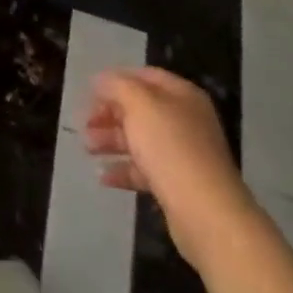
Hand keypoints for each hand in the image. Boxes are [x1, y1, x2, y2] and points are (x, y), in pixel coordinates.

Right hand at [85, 68, 250, 254]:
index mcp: (181, 95)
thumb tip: (100, 80)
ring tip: (87, 148)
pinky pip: (146, 171)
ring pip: (140, 140)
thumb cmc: (172, 148)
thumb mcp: (139, 104)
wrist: (208, 216)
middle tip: (85, 124)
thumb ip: (116, 86)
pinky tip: (104, 177)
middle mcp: (185, 120)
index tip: (90, 93)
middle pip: (140, 109)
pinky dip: (124, 170)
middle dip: (109, 114)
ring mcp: (183, 155)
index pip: (144, 76)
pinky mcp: (178, 186)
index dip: (116, 80)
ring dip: (112, 141)